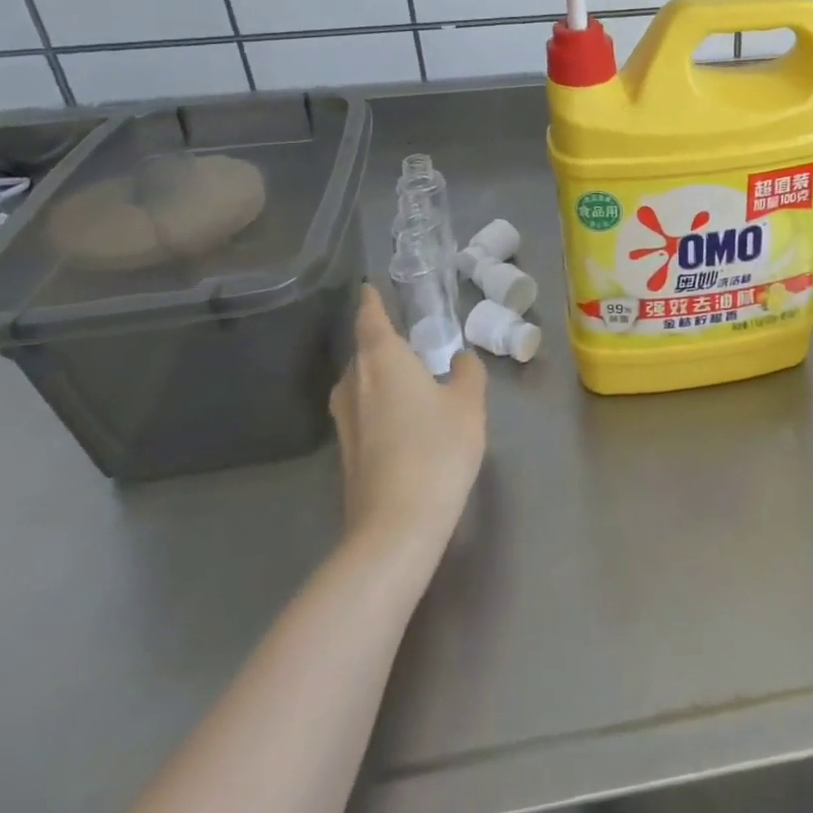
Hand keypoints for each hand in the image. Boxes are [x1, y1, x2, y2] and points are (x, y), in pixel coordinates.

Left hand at [329, 285, 485, 550]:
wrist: (396, 524)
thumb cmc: (437, 449)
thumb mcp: (468, 404)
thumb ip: (468, 373)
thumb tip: (460, 360)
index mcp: (381, 358)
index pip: (370, 317)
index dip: (371, 300)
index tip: (370, 287)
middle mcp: (354, 381)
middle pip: (365, 351)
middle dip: (385, 343)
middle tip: (416, 342)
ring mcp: (344, 419)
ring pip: (362, 383)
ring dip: (383, 376)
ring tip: (414, 381)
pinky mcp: (345, 450)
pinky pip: (363, 410)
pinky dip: (381, 404)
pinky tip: (406, 420)